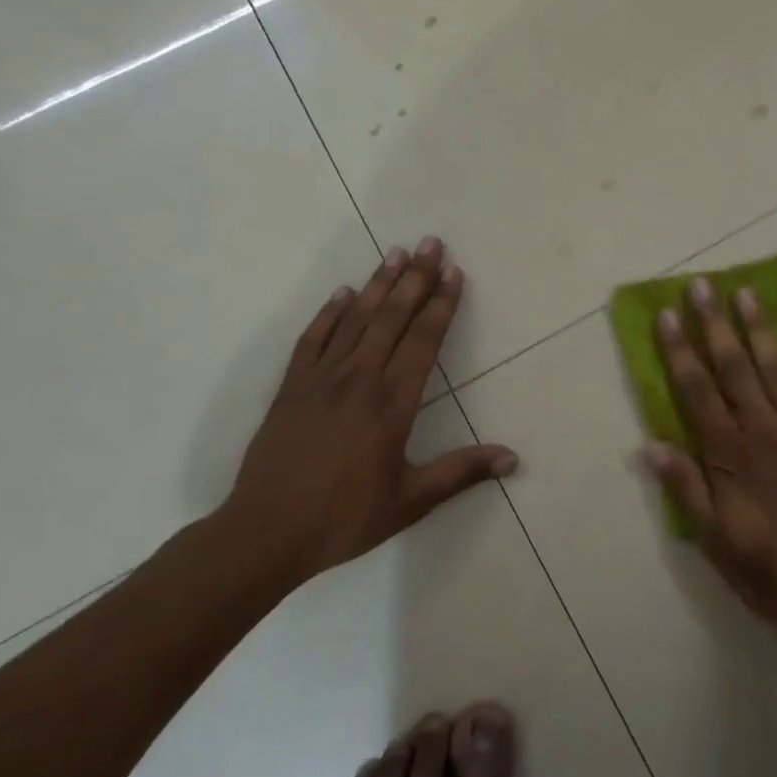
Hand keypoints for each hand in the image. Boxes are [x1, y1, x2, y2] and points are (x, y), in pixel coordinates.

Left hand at [220, 237, 516, 584]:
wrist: (264, 533)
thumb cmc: (343, 519)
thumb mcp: (410, 501)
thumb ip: (461, 473)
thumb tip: (512, 458)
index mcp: (392, 404)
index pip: (424, 340)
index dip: (441, 304)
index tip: (453, 273)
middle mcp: (359, 379)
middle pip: (392, 317)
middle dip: (415, 278)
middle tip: (430, 242)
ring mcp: (320, 379)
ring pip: (356, 319)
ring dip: (378, 285)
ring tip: (395, 253)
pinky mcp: (291, 387)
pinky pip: (314, 339)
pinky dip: (330, 313)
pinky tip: (343, 294)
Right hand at [639, 276, 776, 646]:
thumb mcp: (718, 544)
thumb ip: (687, 491)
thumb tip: (651, 446)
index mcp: (730, 455)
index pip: (696, 390)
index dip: (678, 350)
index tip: (666, 314)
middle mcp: (763, 429)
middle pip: (733, 366)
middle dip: (713, 323)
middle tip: (702, 283)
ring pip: (776, 366)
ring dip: (759, 327)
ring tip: (746, 291)